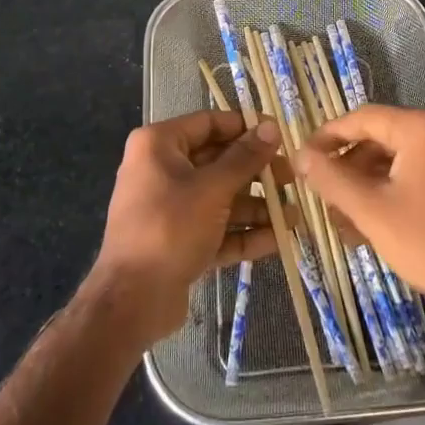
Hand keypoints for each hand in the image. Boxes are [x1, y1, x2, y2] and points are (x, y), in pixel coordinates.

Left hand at [87, 110, 280, 347]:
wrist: (131, 301)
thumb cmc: (170, 227)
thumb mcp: (212, 189)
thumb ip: (245, 158)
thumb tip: (272, 127)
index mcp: (159, 145)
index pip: (209, 123)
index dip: (246, 127)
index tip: (280, 136)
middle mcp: (161, 170)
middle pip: (218, 162)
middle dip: (257, 173)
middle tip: (291, 179)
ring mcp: (169, 208)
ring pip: (220, 199)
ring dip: (256, 207)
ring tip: (293, 216)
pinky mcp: (178, 242)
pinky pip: (215, 229)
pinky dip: (243, 234)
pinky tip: (278, 240)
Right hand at [294, 105, 424, 335]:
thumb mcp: (370, 210)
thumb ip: (331, 177)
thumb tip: (300, 155)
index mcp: (423, 127)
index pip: (363, 118)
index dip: (328, 136)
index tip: (302, 158)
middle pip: (381, 138)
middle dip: (348, 168)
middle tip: (322, 195)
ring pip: (399, 159)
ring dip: (367, 184)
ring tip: (342, 220)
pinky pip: (420, 172)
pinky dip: (393, 190)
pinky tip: (371, 223)